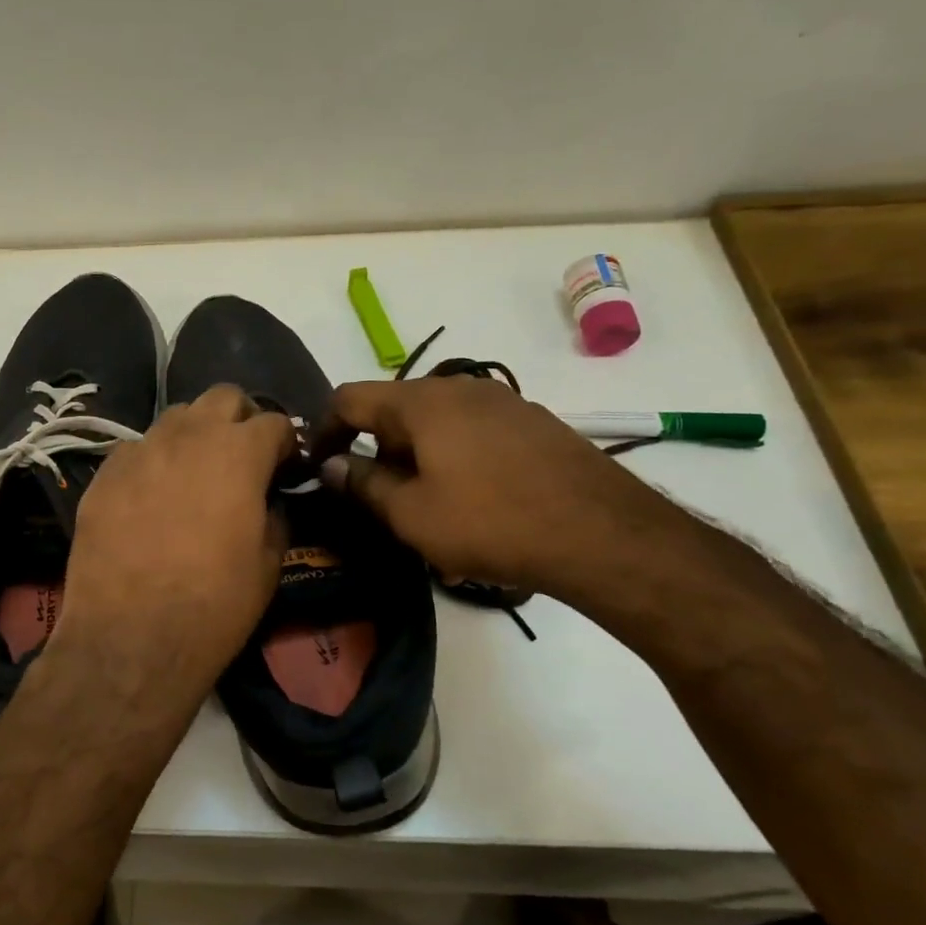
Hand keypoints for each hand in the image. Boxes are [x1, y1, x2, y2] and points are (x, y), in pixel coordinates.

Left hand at [52, 386, 293, 713]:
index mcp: (238, 452)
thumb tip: (267, 499)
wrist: (130, 637)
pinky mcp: (104, 473)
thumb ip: (274, 515)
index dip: (286, 443)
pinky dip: (153, 462)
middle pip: (223, 398)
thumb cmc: (215, 604)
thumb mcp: (268, 563)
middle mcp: (188, 436)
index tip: (286, 467)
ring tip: (195, 473)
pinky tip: (151, 497)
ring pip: (176, 418)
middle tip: (243, 456)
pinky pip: (136, 450)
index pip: (274, 422)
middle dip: (241, 419)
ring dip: (195, 435)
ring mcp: (140, 450)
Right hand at [314, 376, 683, 595]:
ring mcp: (504, 403)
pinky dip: (455, 460)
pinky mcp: (535, 425)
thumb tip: (332, 466)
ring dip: (417, 459)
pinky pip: (474, 434)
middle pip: (395, 410)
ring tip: (428, 510)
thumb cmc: (491, 523)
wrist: (604, 535)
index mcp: (421, 402)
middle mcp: (460, 389)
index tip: (320, 467)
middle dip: (377, 451)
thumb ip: (363, 485)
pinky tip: (475, 503)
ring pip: (437, 424)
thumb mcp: (411, 514)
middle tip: (378, 501)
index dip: (325, 430)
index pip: (350, 398)